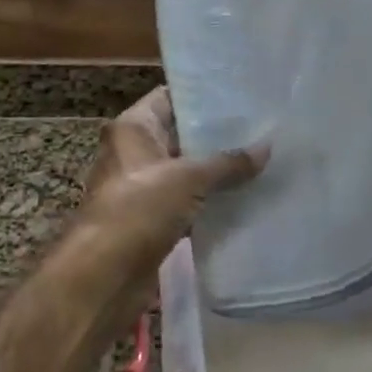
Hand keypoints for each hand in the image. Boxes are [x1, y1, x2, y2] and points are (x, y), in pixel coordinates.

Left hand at [72, 88, 266, 321]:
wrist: (103, 276)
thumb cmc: (139, 209)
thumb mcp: (188, 178)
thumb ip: (228, 162)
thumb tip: (268, 147)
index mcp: (133, 128)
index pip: (169, 97)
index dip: (201, 95)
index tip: (239, 95)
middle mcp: (134, 151)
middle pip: (179, 134)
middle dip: (215, 135)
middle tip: (259, 128)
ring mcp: (141, 187)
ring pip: (184, 170)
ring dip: (214, 171)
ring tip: (259, 161)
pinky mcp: (150, 220)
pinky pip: (185, 202)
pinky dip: (208, 201)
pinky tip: (242, 198)